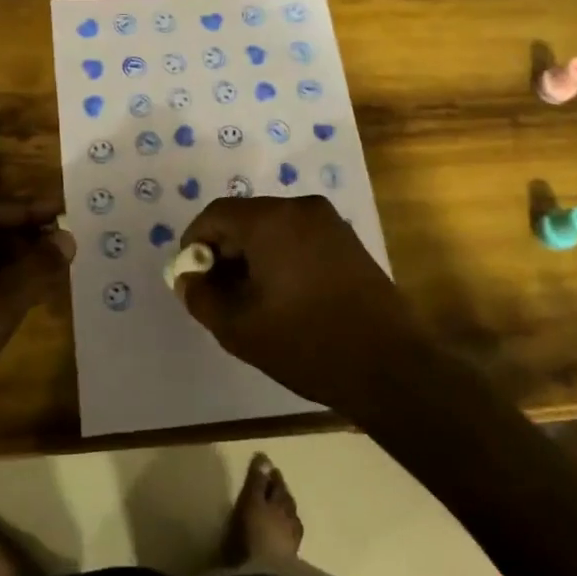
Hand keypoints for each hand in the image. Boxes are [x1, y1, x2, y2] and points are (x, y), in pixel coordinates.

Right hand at [177, 195, 424, 413]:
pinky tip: (282, 296)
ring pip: (272, 228)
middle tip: (217, 293)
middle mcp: (300, 208)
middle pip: (245, 218)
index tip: (191, 278)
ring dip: (252, 256)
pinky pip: (298, 237)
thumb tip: (186, 277)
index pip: (216, 214)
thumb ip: (201, 297)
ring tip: (249, 299)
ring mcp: (329, 222)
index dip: (195, 243)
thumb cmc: (306, 343)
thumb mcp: (239, 328)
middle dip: (224, 251)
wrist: (390, 367)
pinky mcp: (348, 241)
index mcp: (271, 220)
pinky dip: (279, 257)